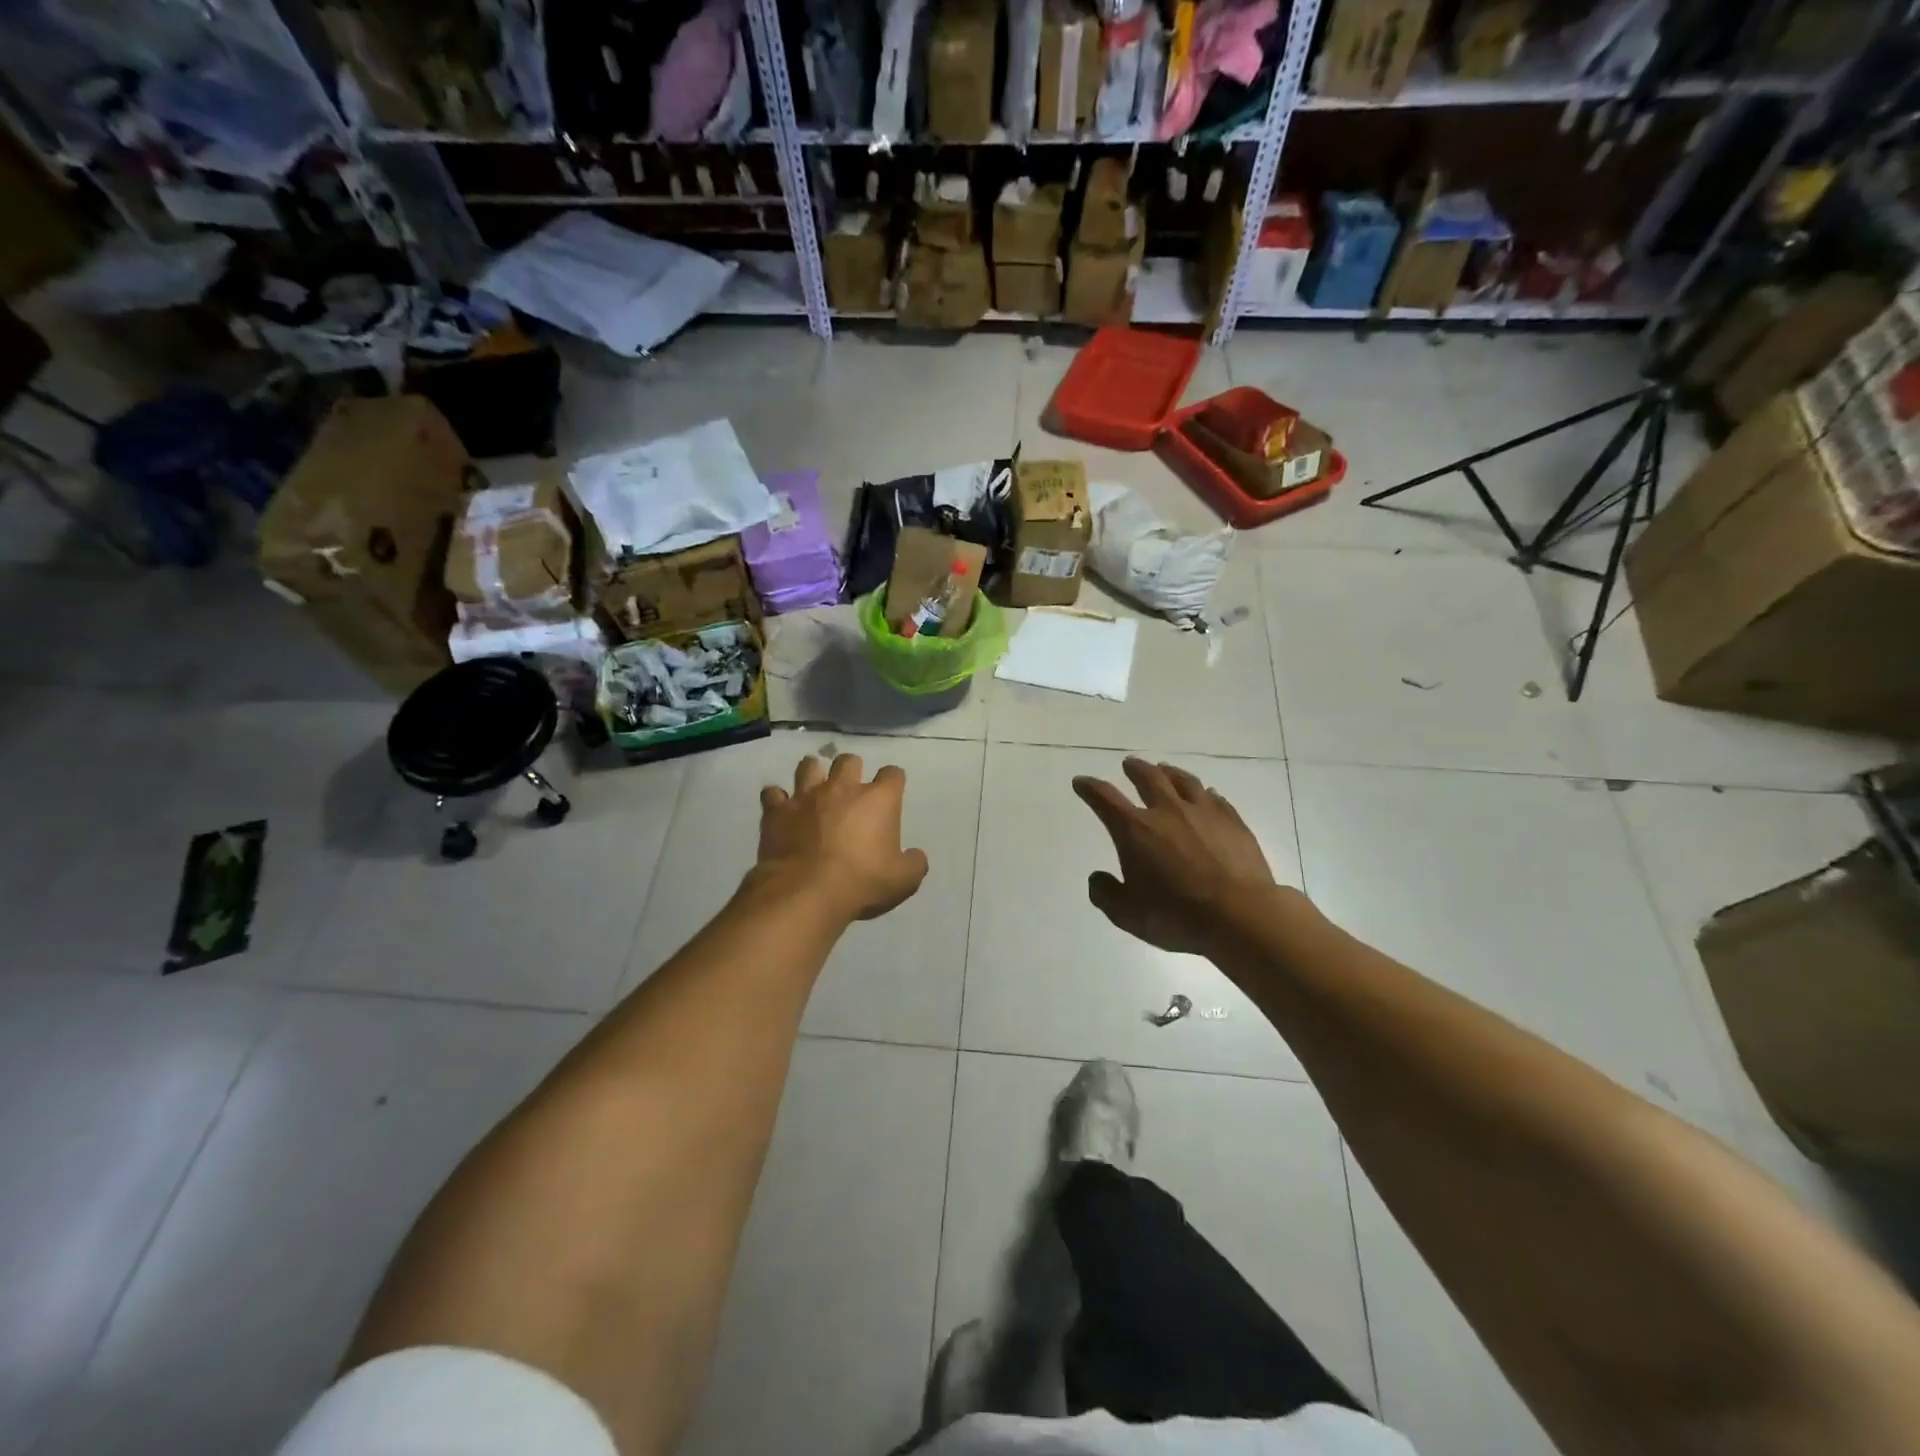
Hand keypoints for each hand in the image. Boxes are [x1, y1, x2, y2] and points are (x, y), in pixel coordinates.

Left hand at [758, 753, 928, 922]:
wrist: (806, 893)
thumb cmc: (862, 883)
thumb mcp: (903, 880)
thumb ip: (914, 863)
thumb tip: (916, 856)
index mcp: (878, 800)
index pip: (893, 774)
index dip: (893, 781)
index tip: (892, 793)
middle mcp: (842, 788)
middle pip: (849, 761)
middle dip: (851, 770)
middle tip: (850, 789)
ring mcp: (806, 796)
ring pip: (808, 765)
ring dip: (813, 773)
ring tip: (814, 788)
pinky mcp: (776, 812)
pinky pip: (773, 794)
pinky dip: (777, 800)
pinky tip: (780, 810)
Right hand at [1072, 758, 1275, 956]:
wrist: (1240, 916)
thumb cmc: (1177, 916)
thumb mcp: (1128, 915)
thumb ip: (1106, 894)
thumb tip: (1097, 878)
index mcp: (1135, 830)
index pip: (1105, 798)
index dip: (1090, 788)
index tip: (1081, 782)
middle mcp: (1167, 811)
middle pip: (1148, 778)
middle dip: (1134, 769)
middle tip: (1129, 764)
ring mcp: (1203, 812)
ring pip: (1183, 780)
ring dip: (1169, 772)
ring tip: (1164, 769)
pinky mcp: (1233, 821)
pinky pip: (1215, 798)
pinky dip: (1204, 793)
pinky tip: (1206, 794)